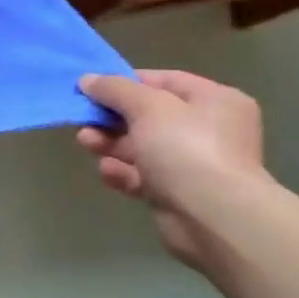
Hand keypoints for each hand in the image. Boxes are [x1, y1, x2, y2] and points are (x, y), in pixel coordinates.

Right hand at [76, 71, 267, 269]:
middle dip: (112, 117)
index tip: (92, 88)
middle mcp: (209, 130)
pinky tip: (108, 172)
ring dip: (111, 144)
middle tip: (84, 118)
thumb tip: (87, 80)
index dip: (126, 82)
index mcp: (214, 101)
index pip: (164, 81)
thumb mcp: (147, 106)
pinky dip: (123, 172)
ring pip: (142, 146)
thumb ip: (114, 89)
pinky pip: (143, 176)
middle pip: (149, 115)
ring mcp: (194, 164)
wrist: (213, 217)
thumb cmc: (186, 148)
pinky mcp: (178, 193)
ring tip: (86, 143)